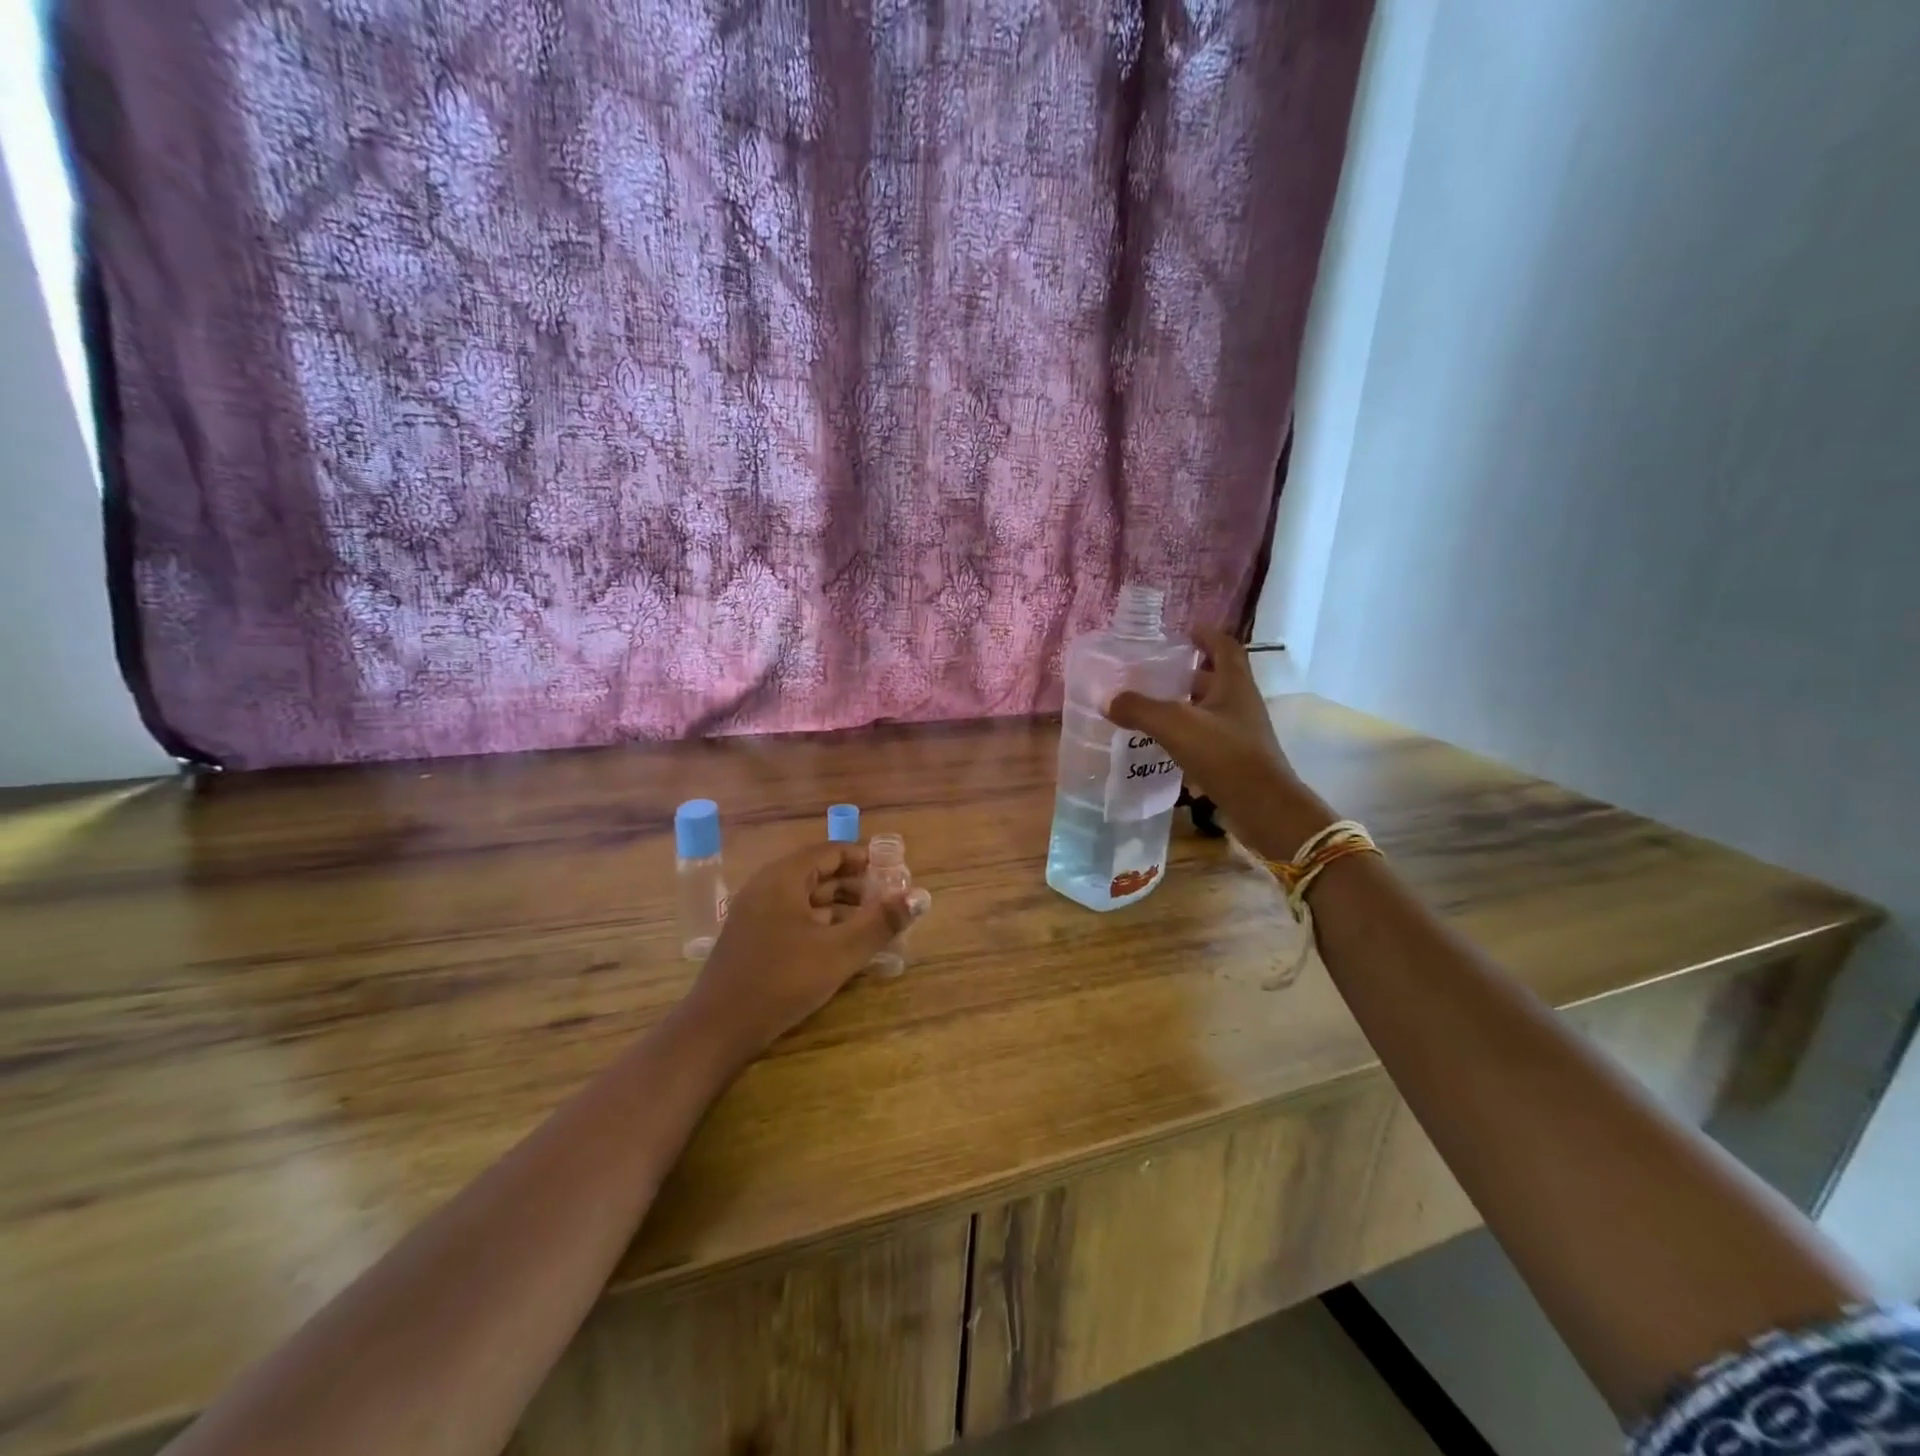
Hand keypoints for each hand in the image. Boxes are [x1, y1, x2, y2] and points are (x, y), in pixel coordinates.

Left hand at [678, 842, 923, 1062]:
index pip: (831, 851)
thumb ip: (881, 922)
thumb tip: (920, 896)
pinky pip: (793, 917)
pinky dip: (821, 924)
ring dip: (841, 907)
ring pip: (806, 898)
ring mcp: (756, 913)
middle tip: (889, 902)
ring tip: (873, 925)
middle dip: (856, 885)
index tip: (895, 874)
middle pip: (819, 873)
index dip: (865, 859)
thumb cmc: (781, 981)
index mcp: (784, 877)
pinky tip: (841, 946)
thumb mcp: (839, 952)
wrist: (717, 1030)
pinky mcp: (752, 939)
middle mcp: (767, 886)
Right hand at [1108, 627, 1334, 860]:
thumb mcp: (1176, 725)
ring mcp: (1240, 733)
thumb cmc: (1225, 755)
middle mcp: (1241, 704)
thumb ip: (1140, 709)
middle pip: (1216, 678)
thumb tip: (1108, 700)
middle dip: (1188, 672)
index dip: (1207, 636)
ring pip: (1210, 709)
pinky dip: (1186, 734)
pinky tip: (1162, 743)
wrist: (1263, 807)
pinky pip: (1207, 737)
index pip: (1225, 647)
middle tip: (1155, 672)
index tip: (1185, 631)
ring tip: (1151, 706)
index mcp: (1234, 685)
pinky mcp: (1235, 759)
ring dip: (1185, 704)